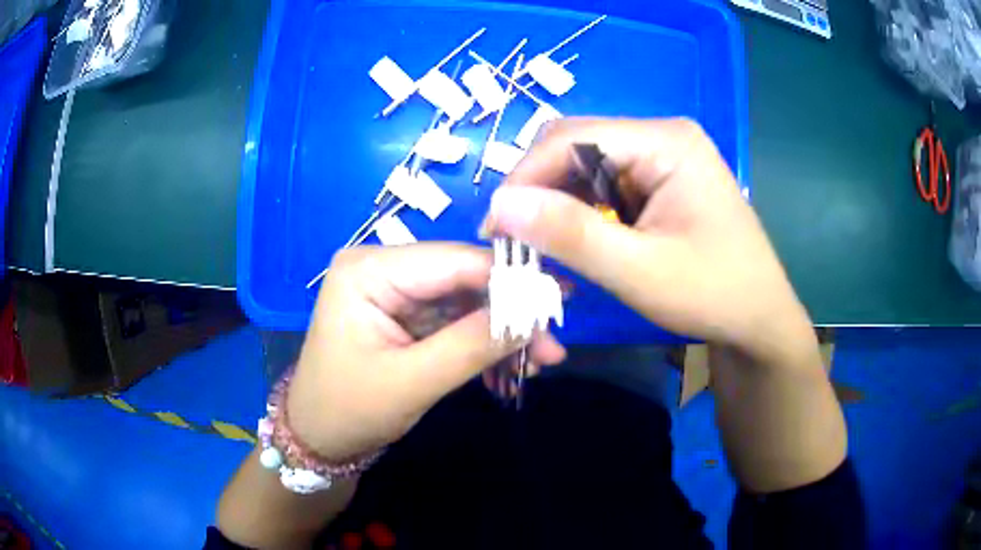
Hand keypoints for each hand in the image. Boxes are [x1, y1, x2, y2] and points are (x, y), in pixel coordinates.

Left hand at [286, 244, 565, 461]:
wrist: (319, 438)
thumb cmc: (349, 410)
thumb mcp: (411, 382)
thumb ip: (472, 346)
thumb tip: (534, 315)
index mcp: (369, 269)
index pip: (454, 260)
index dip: (510, 278)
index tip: (561, 298)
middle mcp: (382, 267)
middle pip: (463, 278)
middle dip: (510, 311)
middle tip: (553, 342)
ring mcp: (395, 291)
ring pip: (465, 300)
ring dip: (501, 331)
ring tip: (540, 361)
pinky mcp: (405, 314)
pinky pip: (454, 319)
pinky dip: (482, 342)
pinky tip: (509, 365)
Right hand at [482, 118, 814, 361]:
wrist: (759, 319)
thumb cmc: (712, 295)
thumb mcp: (639, 271)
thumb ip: (571, 234)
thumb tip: (500, 205)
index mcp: (666, 141)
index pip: (572, 138)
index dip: (524, 177)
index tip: (495, 228)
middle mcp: (663, 135)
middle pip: (577, 146)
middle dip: (539, 190)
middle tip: (513, 240)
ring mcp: (664, 156)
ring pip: (587, 166)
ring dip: (558, 203)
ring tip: (539, 246)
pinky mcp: (662, 179)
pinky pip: (606, 183)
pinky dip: (582, 211)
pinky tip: (575, 240)